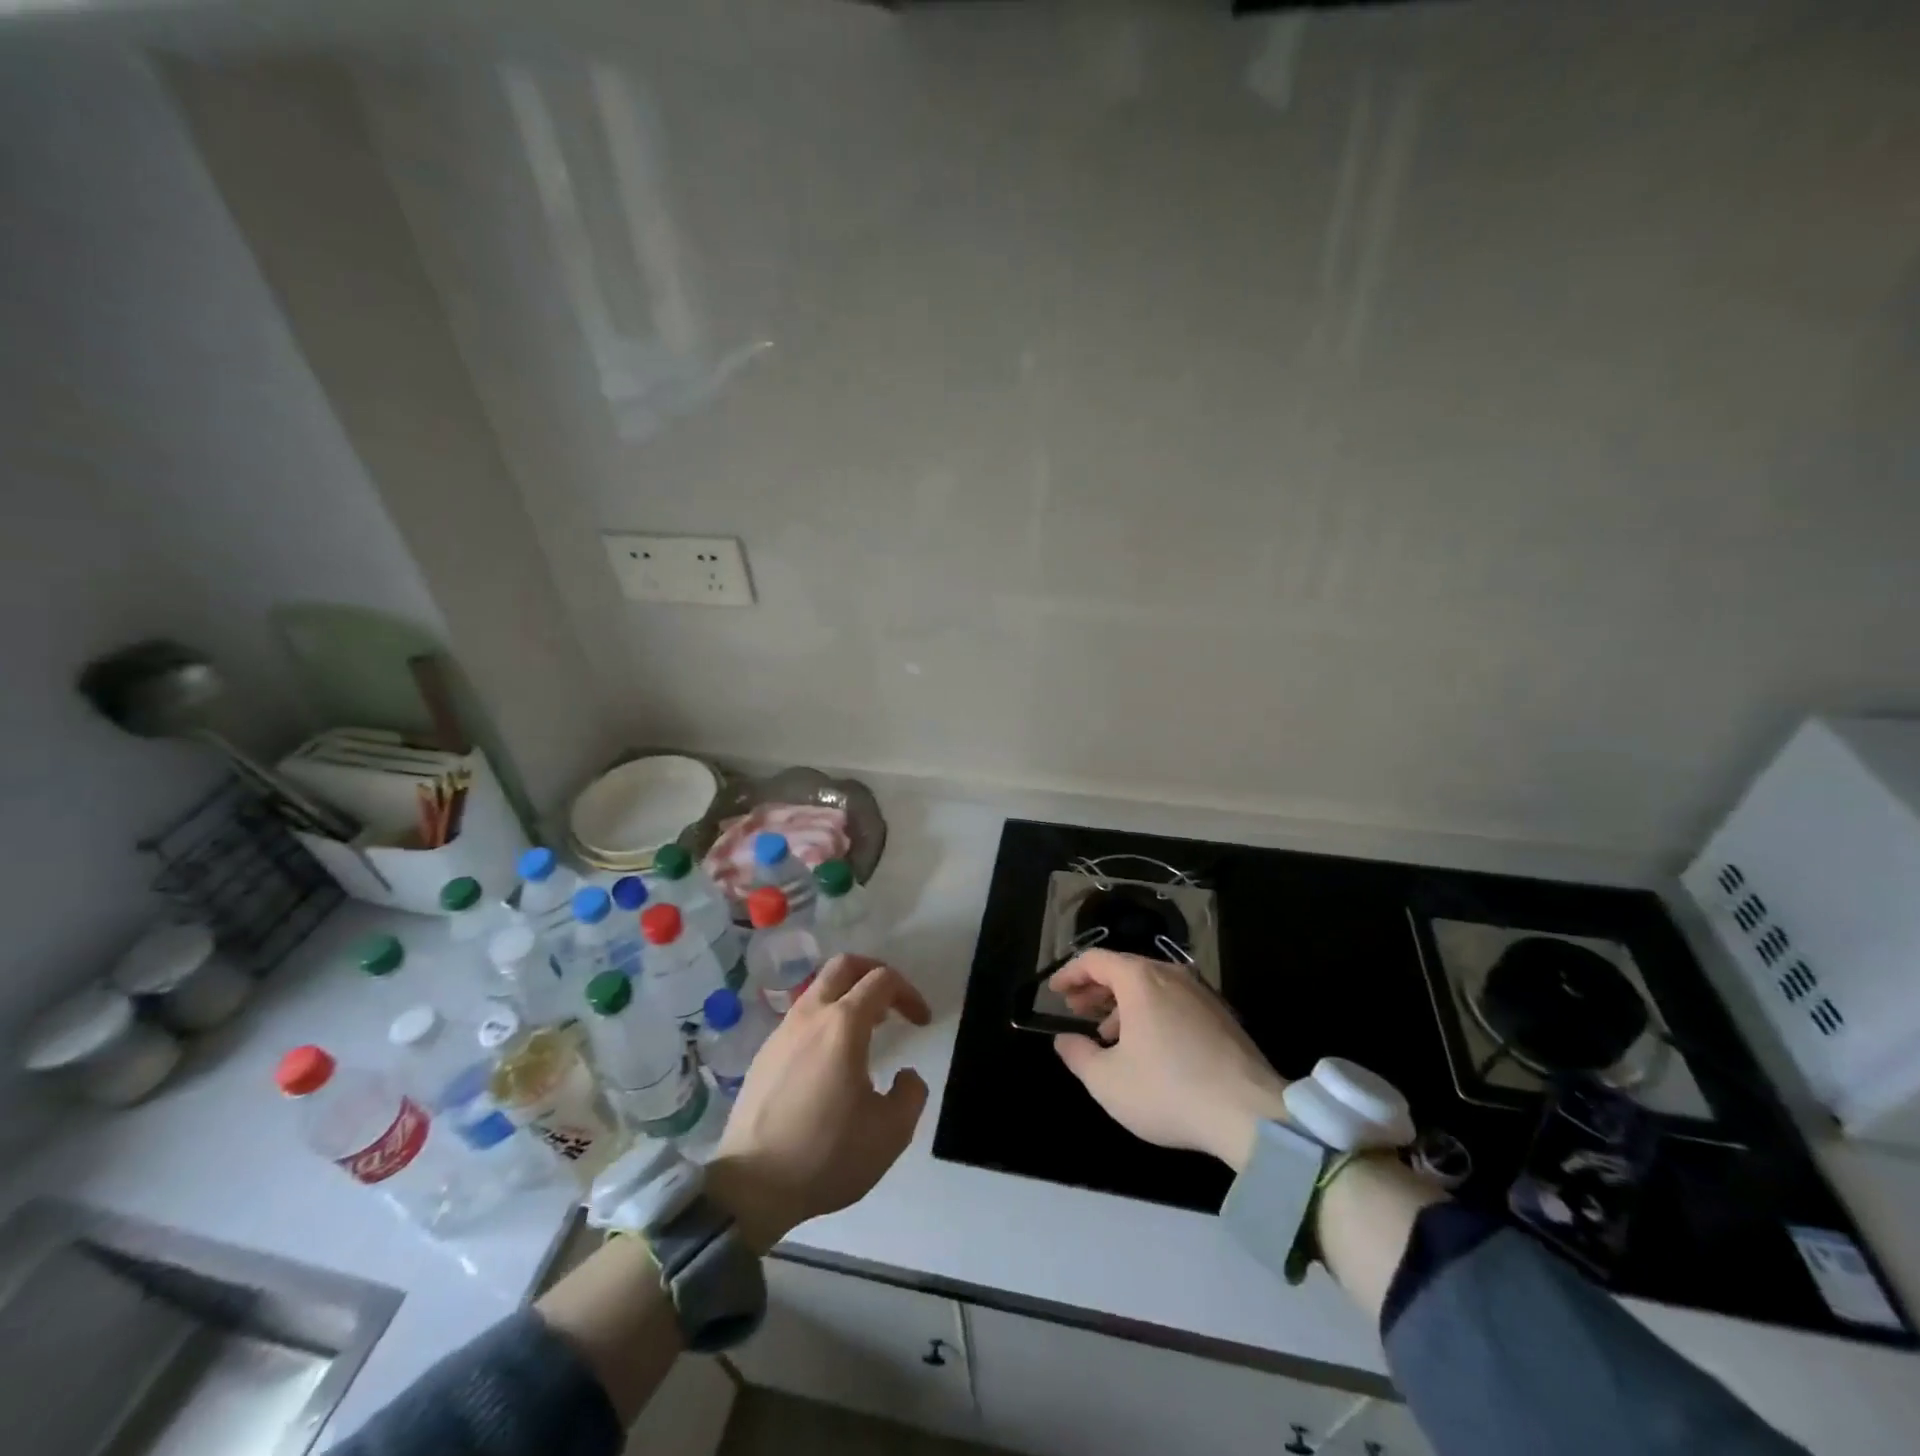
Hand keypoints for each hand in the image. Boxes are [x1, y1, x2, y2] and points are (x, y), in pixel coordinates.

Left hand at [708, 954, 931, 1249]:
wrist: (750, 1186)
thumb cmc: (826, 1154)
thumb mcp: (890, 1133)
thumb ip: (911, 1094)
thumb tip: (906, 1076)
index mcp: (844, 1024)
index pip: (882, 980)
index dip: (909, 993)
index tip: (922, 1021)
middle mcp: (811, 1015)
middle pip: (844, 965)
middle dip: (873, 972)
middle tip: (892, 1001)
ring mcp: (782, 1032)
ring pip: (818, 989)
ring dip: (847, 996)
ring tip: (865, 1031)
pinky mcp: (763, 1054)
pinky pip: (800, 1018)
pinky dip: (824, 1020)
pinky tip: (830, 1060)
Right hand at [1049, 949, 1288, 1170]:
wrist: (1250, 1115)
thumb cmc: (1168, 1090)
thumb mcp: (1106, 1081)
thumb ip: (1077, 1055)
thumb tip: (1063, 1040)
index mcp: (1140, 980)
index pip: (1095, 960)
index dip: (1069, 974)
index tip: (1054, 992)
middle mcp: (1171, 975)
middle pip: (1124, 969)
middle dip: (1095, 988)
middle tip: (1076, 1010)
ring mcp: (1201, 993)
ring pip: (1151, 986)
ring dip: (1123, 1004)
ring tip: (1108, 1034)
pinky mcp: (1222, 1016)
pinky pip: (1174, 1001)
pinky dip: (1151, 1013)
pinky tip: (1148, 1047)